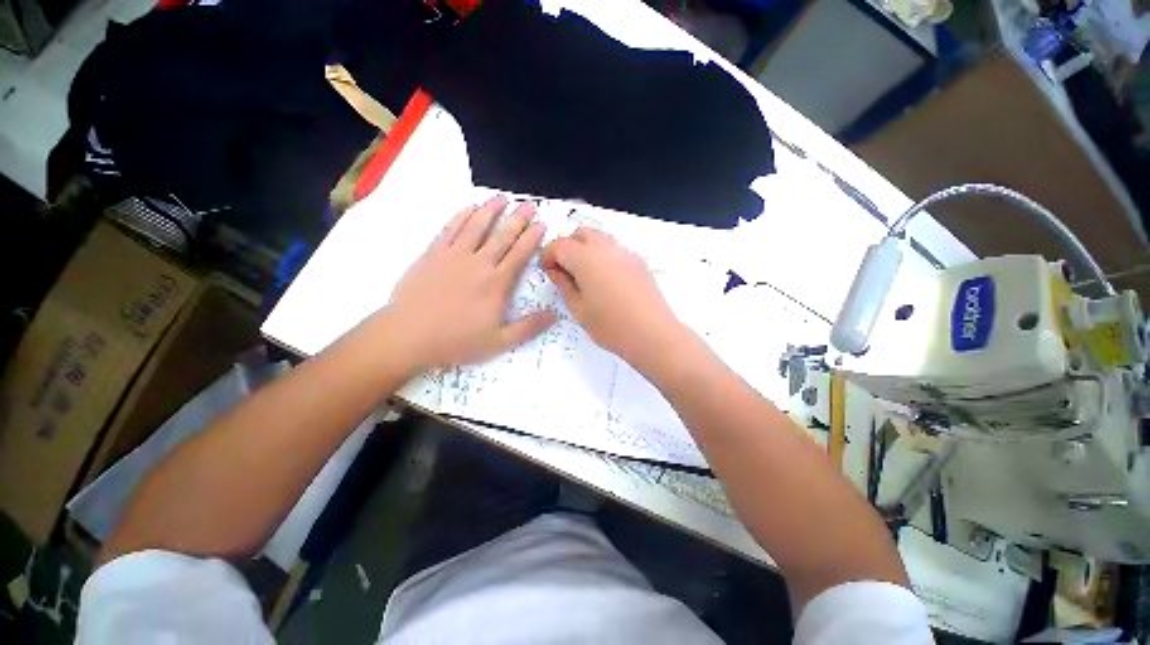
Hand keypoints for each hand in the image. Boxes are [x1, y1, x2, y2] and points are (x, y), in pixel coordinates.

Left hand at [386, 196, 555, 370]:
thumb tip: (555, 314)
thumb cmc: (457, 340)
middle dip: (518, 218)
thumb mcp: (500, 341)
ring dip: (491, 210)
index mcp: (497, 283)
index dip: (532, 237)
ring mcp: (454, 256)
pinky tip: (469, 208)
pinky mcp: (433, 254)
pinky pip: (450, 229)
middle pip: (502, 235)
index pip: (520, 254)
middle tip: (530, 204)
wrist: (409, 335)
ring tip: (502, 197)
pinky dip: (461, 216)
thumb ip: (529, 327)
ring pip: (476, 226)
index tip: (541, 224)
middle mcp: (479, 263)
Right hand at [542, 227, 685, 365]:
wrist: (652, 333)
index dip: (548, 256)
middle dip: (568, 247)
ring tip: (586, 277)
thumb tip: (556, 271)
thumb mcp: (578, 309)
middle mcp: (606, 247)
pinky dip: (603, 257)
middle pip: (580, 234)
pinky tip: (606, 281)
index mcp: (585, 258)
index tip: (549, 272)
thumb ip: (564, 285)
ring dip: (586, 250)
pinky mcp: (638, 261)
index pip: (559, 244)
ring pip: (599, 239)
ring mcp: (625, 252)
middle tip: (566, 272)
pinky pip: (615, 250)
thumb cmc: (610, 325)